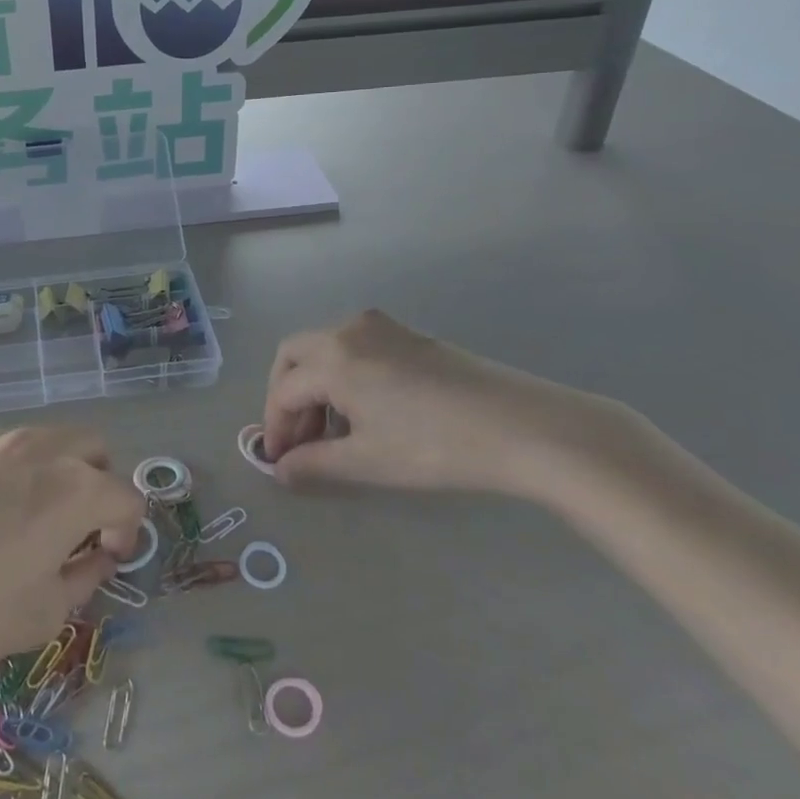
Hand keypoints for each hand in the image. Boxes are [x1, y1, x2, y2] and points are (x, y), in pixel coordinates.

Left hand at [0, 427, 144, 678]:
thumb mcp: (46, 614)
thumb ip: (85, 577)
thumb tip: (96, 557)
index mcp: (76, 487)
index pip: (127, 497)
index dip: (127, 531)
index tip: (107, 557)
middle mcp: (41, 447)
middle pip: (93, 448)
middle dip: (98, 483)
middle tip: (74, 526)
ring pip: (45, 440)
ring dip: (53, 472)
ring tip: (22, 517)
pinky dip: (6, 471)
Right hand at [260, 310, 643, 496]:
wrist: (524, 427)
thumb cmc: (436, 446)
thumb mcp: (368, 462)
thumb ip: (314, 464)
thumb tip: (280, 471)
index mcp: (333, 357)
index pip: (284, 391)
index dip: (275, 428)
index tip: (279, 462)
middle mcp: (349, 330)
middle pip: (295, 356)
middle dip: (287, 396)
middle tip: (298, 439)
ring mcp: (382, 327)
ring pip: (326, 349)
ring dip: (315, 386)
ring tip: (334, 432)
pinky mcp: (410, 335)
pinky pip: (355, 347)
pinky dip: (344, 375)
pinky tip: (367, 412)